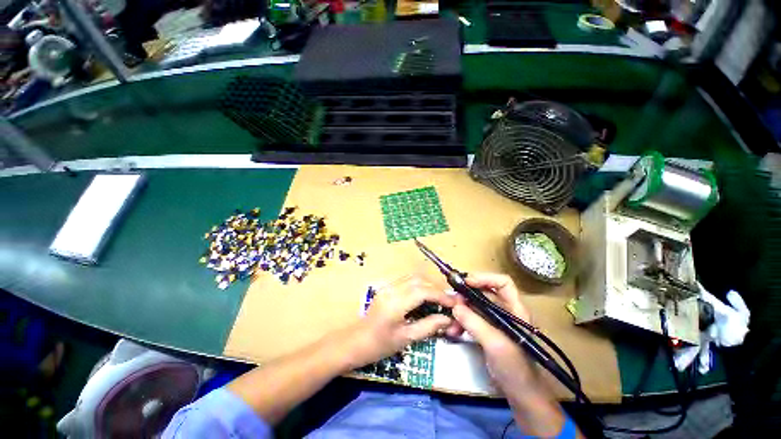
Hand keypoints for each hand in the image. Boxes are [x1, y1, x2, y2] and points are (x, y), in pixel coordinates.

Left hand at [349, 276, 456, 367]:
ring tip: (438, 299)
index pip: (423, 291)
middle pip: (419, 280)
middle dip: (436, 289)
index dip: (441, 295)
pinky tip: (423, 296)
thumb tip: (448, 319)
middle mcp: (392, 289)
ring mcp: (388, 286)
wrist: (356, 341)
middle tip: (447, 302)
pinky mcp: (386, 288)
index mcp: (396, 303)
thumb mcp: (406, 338)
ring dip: (428, 285)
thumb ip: (428, 326)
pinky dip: (418, 285)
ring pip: (413, 278)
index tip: (454, 303)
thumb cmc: (380, 345)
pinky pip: (406, 281)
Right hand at [452, 273, 565, 436]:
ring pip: (475, 306)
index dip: (484, 278)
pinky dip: (462, 322)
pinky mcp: (487, 332)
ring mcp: (495, 322)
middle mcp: (505, 311)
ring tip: (450, 321)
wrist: (521, 396)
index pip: (502, 282)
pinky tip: (454, 331)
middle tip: (451, 301)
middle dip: (466, 296)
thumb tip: (455, 306)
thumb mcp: (496, 344)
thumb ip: (475, 323)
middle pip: (484, 293)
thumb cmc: (515, 368)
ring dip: (461, 311)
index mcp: (515, 309)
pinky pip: (472, 319)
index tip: (466, 282)